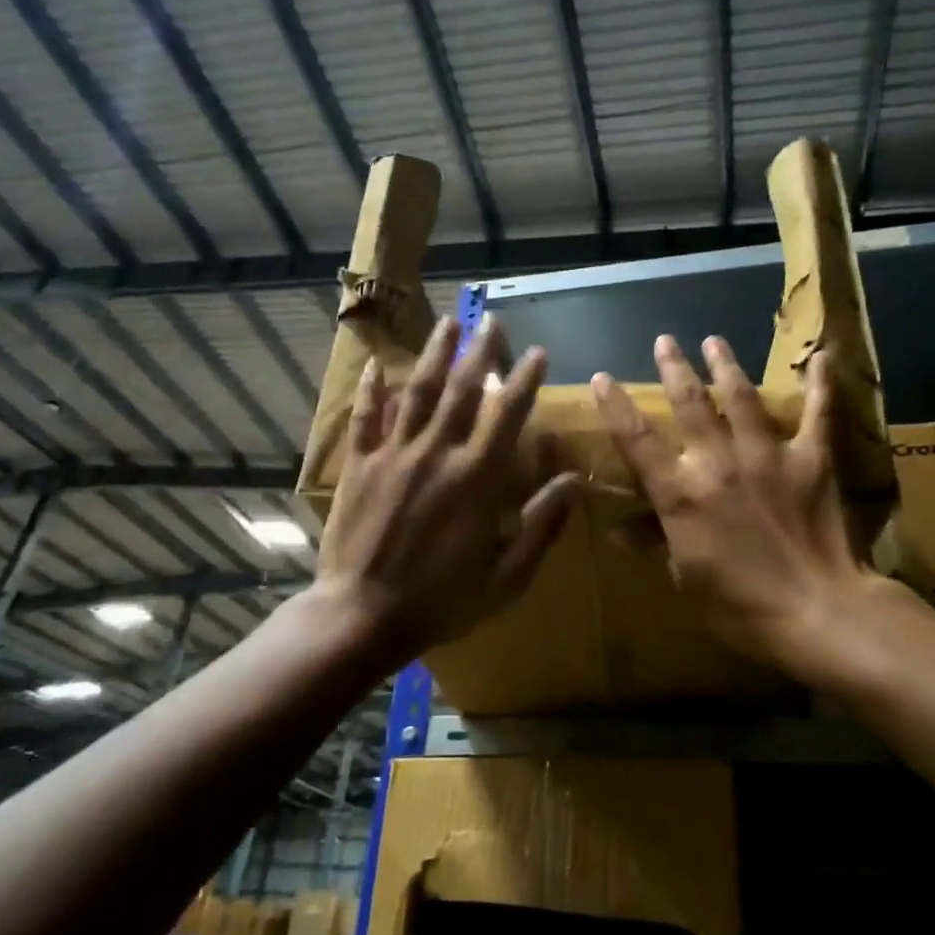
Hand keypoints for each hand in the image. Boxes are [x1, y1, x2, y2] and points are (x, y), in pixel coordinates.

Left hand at [315, 315, 577, 658]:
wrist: (363, 614)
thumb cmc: (442, 600)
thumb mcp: (507, 575)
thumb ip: (541, 524)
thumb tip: (575, 481)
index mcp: (477, 477)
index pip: (507, 413)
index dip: (525, 379)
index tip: (537, 351)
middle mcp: (437, 452)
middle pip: (462, 390)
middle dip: (481, 351)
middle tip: (492, 320)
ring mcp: (394, 454)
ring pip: (417, 392)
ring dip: (434, 355)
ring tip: (447, 323)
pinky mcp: (360, 464)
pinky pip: (366, 418)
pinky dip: (372, 390)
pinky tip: (376, 365)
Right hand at [592, 335, 897, 675]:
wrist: (815, 612)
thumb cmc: (739, 605)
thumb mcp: (685, 577)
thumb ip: (656, 541)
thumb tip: (619, 530)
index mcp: (681, 493)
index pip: (637, 440)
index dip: (615, 406)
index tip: (603, 377)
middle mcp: (718, 462)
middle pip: (690, 404)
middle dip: (675, 368)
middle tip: (665, 340)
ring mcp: (767, 456)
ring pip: (742, 397)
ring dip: (726, 365)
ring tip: (715, 340)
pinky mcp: (811, 459)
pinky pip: (817, 414)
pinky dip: (820, 385)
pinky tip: (823, 356)